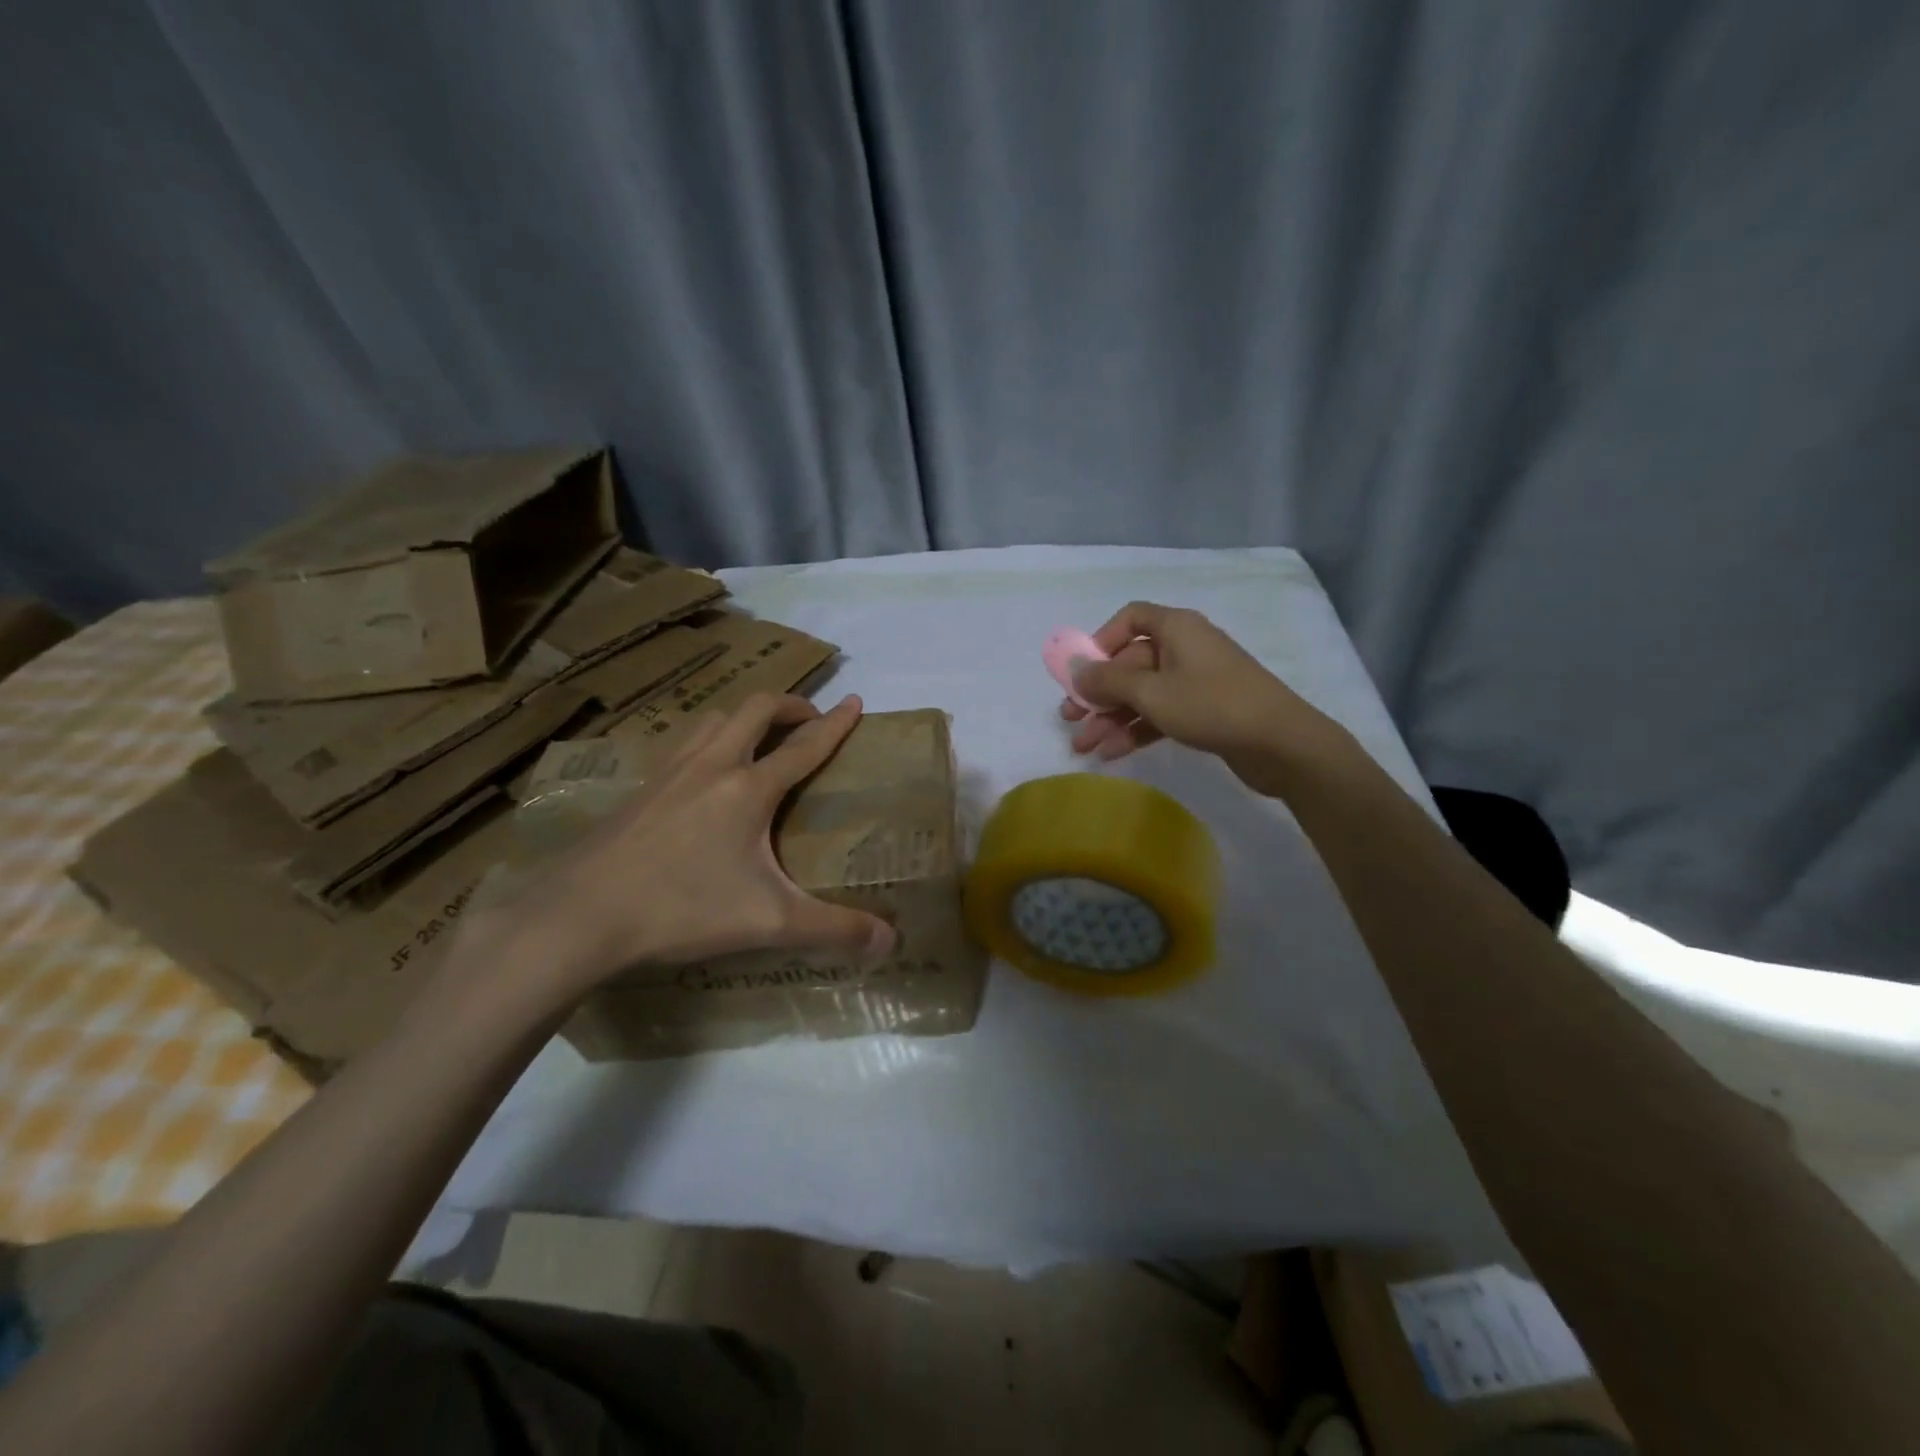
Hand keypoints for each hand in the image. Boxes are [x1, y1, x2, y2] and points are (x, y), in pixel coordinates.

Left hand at [457, 693, 897, 1010]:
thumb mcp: (769, 923)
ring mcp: (668, 773)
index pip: (804, 745)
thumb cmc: (682, 909)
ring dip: (742, 716)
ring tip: (756, 736)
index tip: (856, 702)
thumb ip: (833, 929)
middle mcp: (711, 766)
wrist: (580, 915)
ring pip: (712, 719)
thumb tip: (890, 942)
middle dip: (788, 705)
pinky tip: (699, 774)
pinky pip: (680, 744)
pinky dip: (705, 740)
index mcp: (749, 788)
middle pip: (754, 710)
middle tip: (807, 718)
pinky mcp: (638, 790)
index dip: (836, 724)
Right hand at [1062, 602, 1339, 796]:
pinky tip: (1112, 753)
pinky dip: (1136, 730)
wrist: (1282, 744)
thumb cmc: (1212, 706)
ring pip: (1142, 694)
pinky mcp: (1204, 712)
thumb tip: (1075, 668)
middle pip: (1131, 663)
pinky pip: (1160, 714)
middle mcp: (1185, 648)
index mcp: (1177, 629)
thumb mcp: (1151, 692)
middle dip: (1098, 693)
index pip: (1131, 618)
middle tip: (1070, 719)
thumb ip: (1108, 680)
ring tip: (1084, 746)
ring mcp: (1196, 682)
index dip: (1101, 641)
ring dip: (1111, 718)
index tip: (1082, 671)